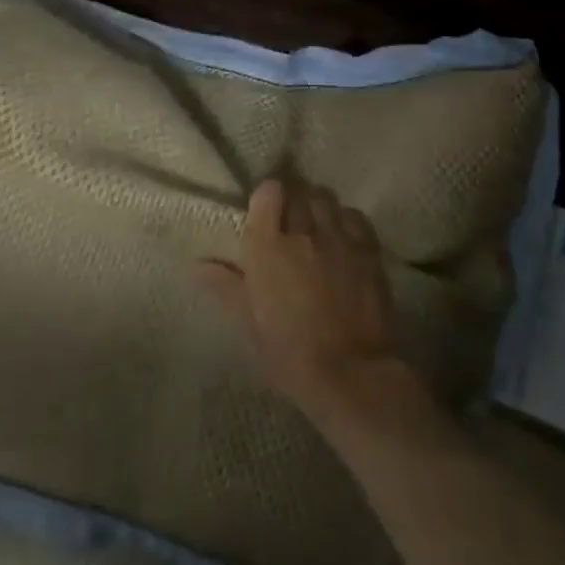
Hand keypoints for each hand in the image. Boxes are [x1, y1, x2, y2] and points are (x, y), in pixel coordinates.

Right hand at [197, 180, 407, 430]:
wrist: (350, 372)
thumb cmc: (290, 353)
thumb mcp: (249, 324)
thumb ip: (225, 287)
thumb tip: (197, 266)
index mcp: (268, 246)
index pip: (268, 192)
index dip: (267, 196)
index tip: (266, 211)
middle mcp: (303, 231)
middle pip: (298, 192)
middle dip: (293, 201)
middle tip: (290, 222)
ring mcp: (337, 236)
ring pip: (326, 199)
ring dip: (317, 207)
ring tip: (316, 226)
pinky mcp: (367, 248)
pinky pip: (353, 216)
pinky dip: (344, 220)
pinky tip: (342, 237)